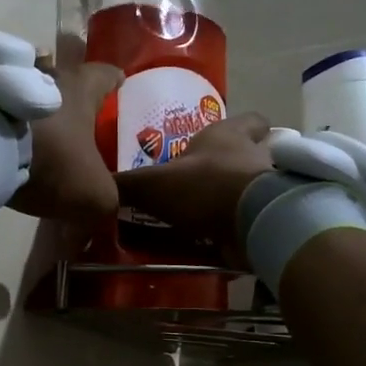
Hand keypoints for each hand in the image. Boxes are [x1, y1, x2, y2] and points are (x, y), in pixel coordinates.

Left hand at [10, 59, 122, 223]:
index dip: (114, 80)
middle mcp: (45, 74)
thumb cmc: (49, 159)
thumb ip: (106, 201)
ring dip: (31, 100)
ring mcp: (5, 82)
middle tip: (74, 108)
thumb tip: (103, 210)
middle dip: (68, 89)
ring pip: (25, 83)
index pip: (105, 75)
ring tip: (33, 121)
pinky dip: (1, 115)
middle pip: (61, 73)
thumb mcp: (92, 193)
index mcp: (80, 88)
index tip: (119, 82)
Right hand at [113, 113, 273, 262]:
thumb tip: (95, 188)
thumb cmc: (204, 185)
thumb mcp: (152, 184)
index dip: (243, 126)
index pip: (251, 119)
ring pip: (253, 192)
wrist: (253, 222)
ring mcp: (267, 192)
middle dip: (231, 169)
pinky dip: (236, 234)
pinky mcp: (271, 222)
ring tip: (206, 220)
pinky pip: (252, 225)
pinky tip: (216, 246)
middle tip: (204, 185)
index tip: (227, 139)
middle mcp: (253, 158)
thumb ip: (125, 186)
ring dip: (234, 203)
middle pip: (253, 156)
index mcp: (229, 136)